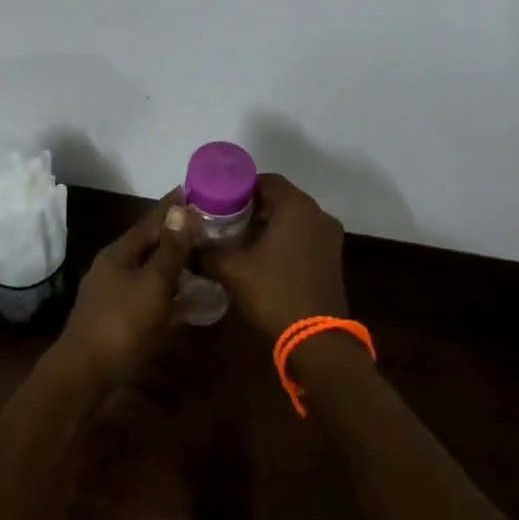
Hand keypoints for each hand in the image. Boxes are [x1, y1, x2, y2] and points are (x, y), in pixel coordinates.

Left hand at [56, 195, 199, 386]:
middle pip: (150, 244)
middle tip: (209, 227)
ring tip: (203, 260)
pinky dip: (169, 293)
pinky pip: (149, 296)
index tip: (196, 190)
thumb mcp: (153, 283)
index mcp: (120, 252)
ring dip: (174, 264)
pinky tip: (188, 300)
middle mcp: (114, 267)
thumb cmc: (122, 324)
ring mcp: (113, 293)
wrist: (84, 375)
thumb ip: (171, 248)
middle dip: (177, 235)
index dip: (174, 205)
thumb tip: (184, 209)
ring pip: (150, 271)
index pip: (152, 219)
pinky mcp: (117, 318)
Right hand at [198, 174, 347, 342]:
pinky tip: (260, 256)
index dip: (240, 187)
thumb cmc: (274, 292)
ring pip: (292, 219)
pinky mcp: (331, 258)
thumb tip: (187, 246)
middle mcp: (318, 215)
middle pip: (280, 199)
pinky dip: (283, 239)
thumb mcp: (232, 270)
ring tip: (237, 238)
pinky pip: (303, 236)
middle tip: (223, 219)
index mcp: (297, 207)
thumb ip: (206, 252)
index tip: (218, 200)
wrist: (315, 339)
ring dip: (268, 225)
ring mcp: (329, 237)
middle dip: (252, 207)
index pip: (267, 180)